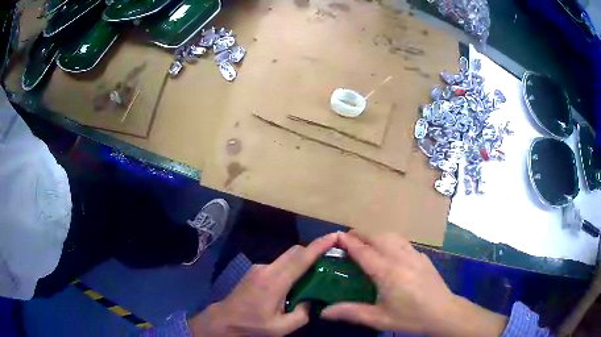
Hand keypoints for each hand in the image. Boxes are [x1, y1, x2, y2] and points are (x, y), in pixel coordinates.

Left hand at [190, 232, 339, 336]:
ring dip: (302, 260)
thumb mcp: (281, 327)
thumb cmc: (252, 325)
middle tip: (330, 257)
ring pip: (286, 257)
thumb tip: (312, 301)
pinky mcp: (255, 270)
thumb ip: (302, 314)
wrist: (224, 320)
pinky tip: (294, 283)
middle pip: (294, 251)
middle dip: (313, 250)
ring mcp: (259, 268)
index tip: (334, 236)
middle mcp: (267, 269)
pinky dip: (291, 267)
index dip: (319, 246)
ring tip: (315, 273)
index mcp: (275, 282)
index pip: (300, 259)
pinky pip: (279, 264)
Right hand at [321, 232, 506, 335]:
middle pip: (377, 236)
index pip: (363, 251)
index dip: (348, 242)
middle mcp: (399, 257)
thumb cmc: (410, 317)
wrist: (443, 312)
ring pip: (391, 235)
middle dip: (360, 233)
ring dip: (375, 235)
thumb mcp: (379, 318)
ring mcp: (414, 254)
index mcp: (387, 272)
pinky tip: (389, 251)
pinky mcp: (422, 257)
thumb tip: (323, 312)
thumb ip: (351, 312)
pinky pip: (402, 242)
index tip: (335, 236)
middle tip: (347, 240)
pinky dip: (390, 240)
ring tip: (366, 243)